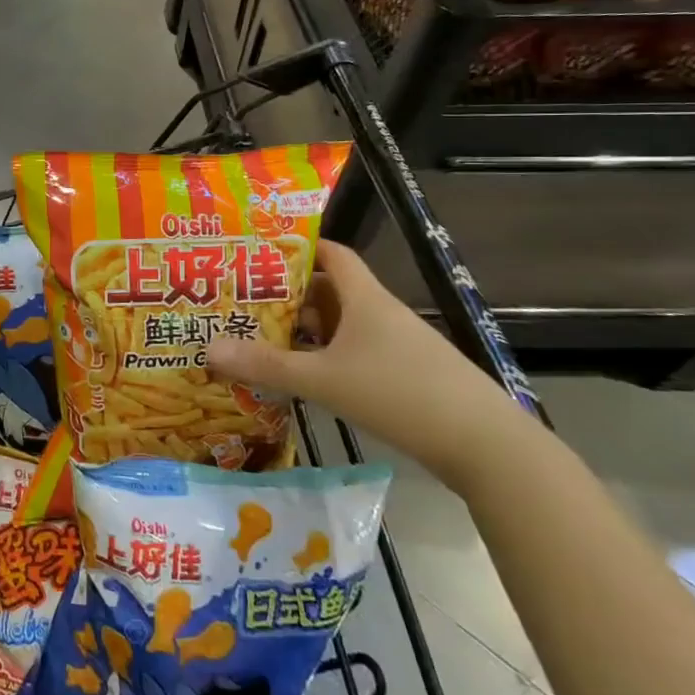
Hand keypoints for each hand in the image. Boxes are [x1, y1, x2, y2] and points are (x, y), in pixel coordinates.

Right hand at [207, 240, 532, 491]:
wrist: (487, 446)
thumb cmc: (400, 394)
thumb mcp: (324, 380)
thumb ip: (266, 365)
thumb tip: (207, 349)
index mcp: (365, 299)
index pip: (333, 254)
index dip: (300, 247)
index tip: (261, 253)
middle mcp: (382, 315)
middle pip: (331, 291)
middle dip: (290, 296)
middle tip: (246, 303)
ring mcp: (400, 347)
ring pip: (344, 327)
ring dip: (308, 332)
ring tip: (264, 340)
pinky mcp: (409, 376)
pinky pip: (358, 354)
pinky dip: (329, 359)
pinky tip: (307, 380)